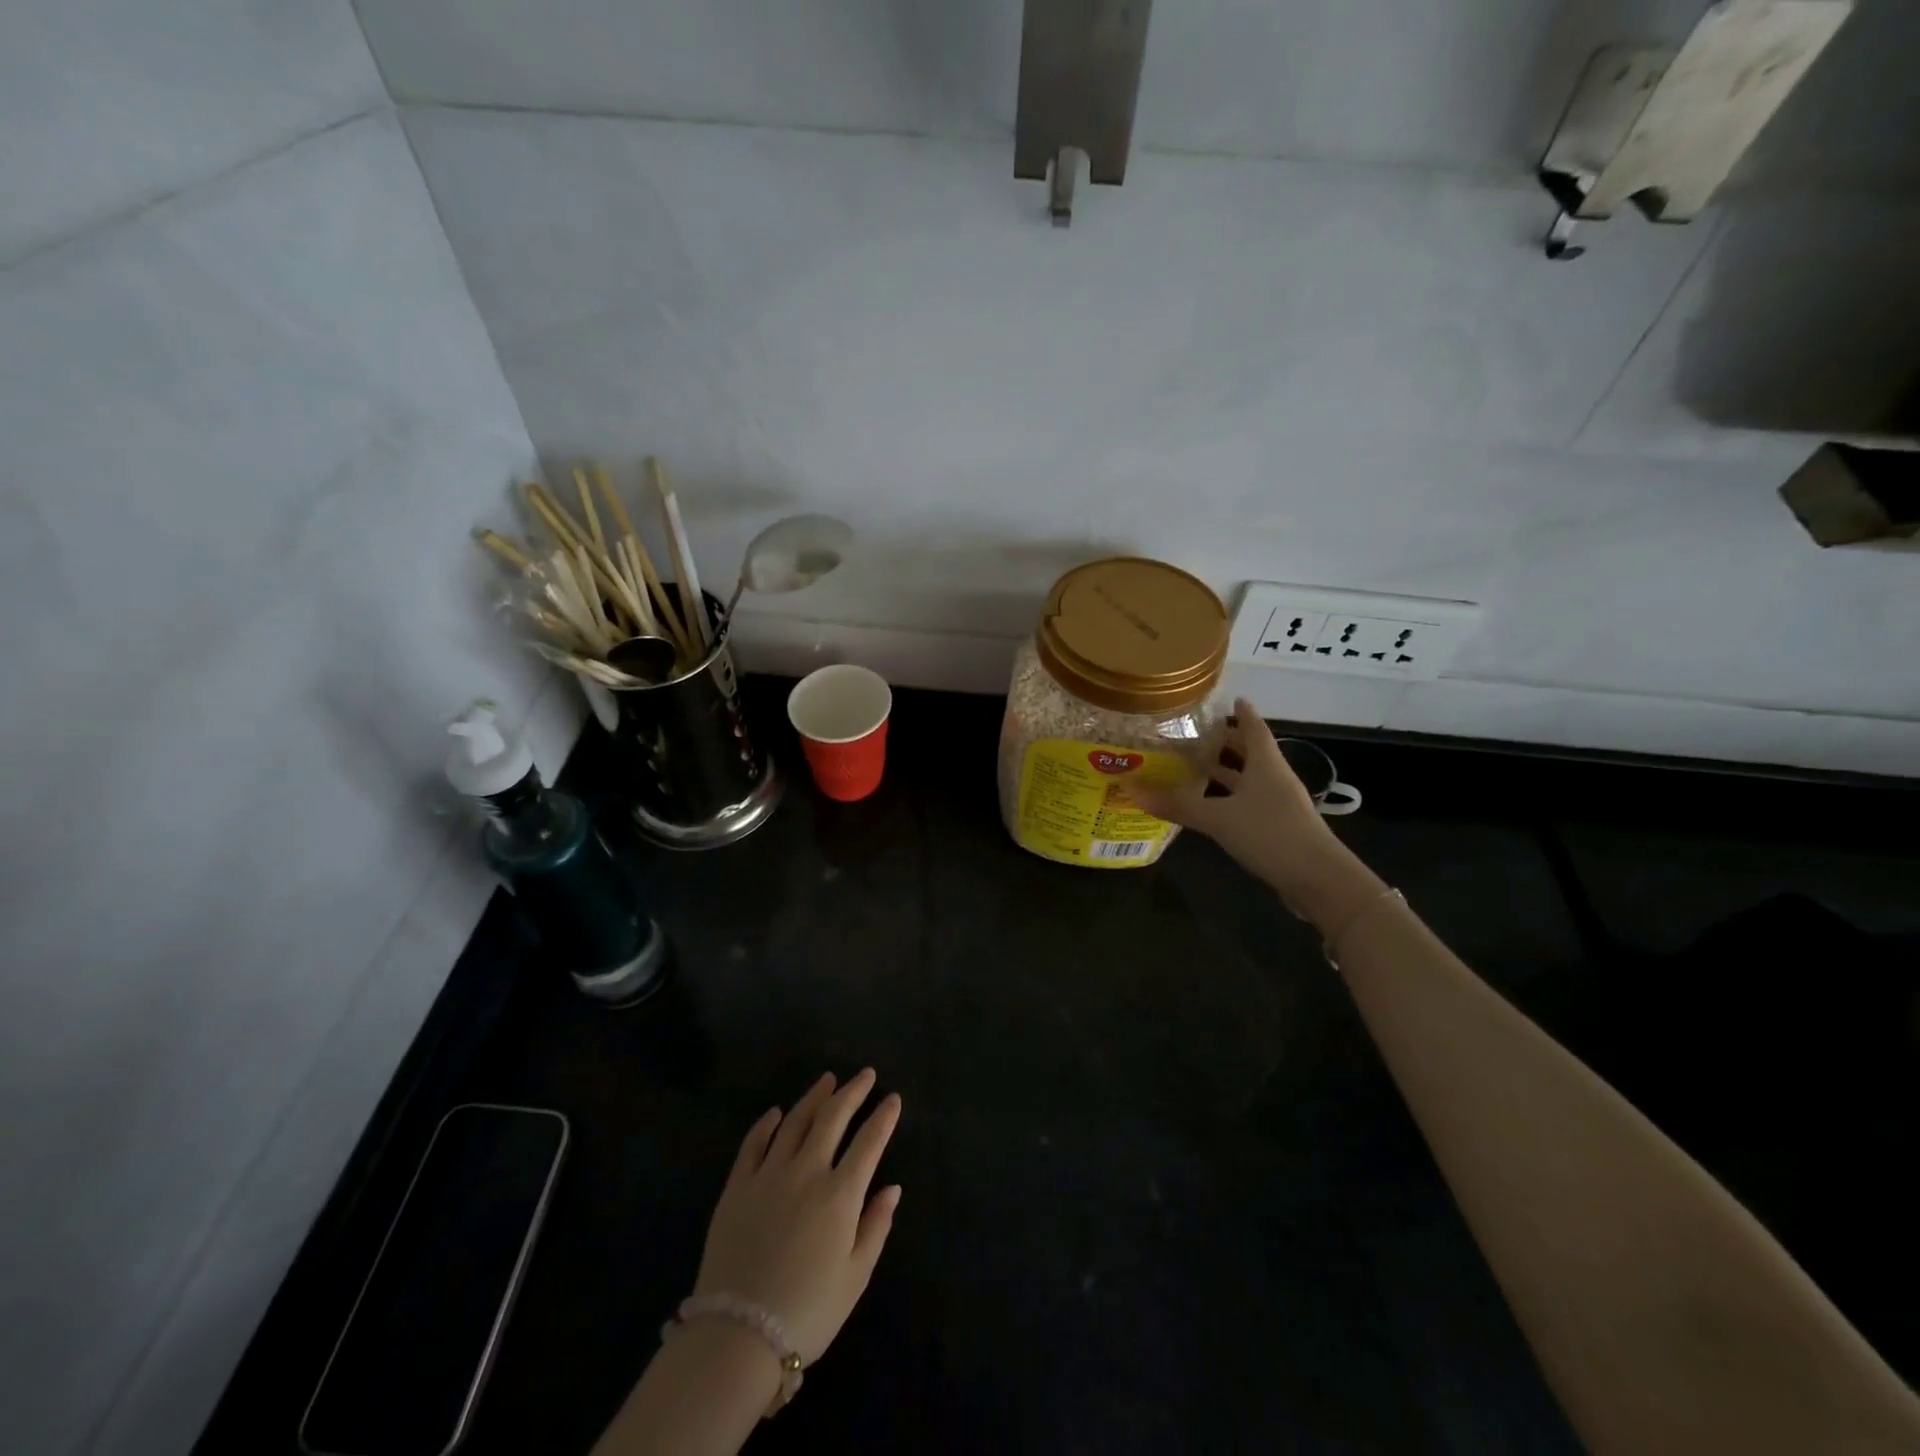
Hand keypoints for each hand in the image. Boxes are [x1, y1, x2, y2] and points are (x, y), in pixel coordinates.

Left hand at [692, 1070, 901, 1363]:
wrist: (739, 1336)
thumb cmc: (808, 1311)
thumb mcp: (856, 1277)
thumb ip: (876, 1226)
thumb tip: (892, 1188)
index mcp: (840, 1195)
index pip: (868, 1142)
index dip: (884, 1118)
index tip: (893, 1098)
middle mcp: (806, 1172)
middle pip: (832, 1118)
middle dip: (852, 1092)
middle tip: (864, 1074)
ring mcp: (768, 1175)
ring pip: (794, 1122)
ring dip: (814, 1097)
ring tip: (827, 1080)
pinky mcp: (737, 1187)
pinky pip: (753, 1144)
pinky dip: (766, 1124)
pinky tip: (775, 1112)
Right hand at [1130, 699, 1374, 925]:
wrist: (1318, 879)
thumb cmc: (1271, 834)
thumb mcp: (1219, 818)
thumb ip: (1178, 805)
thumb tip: (1133, 789)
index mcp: (1266, 765)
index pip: (1255, 729)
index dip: (1243, 714)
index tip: (1231, 699)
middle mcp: (1275, 779)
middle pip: (1251, 753)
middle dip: (1228, 743)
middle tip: (1198, 734)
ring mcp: (1279, 805)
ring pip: (1249, 780)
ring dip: (1227, 773)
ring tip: (1195, 767)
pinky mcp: (1278, 829)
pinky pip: (1249, 804)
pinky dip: (1229, 800)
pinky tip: (1210, 807)